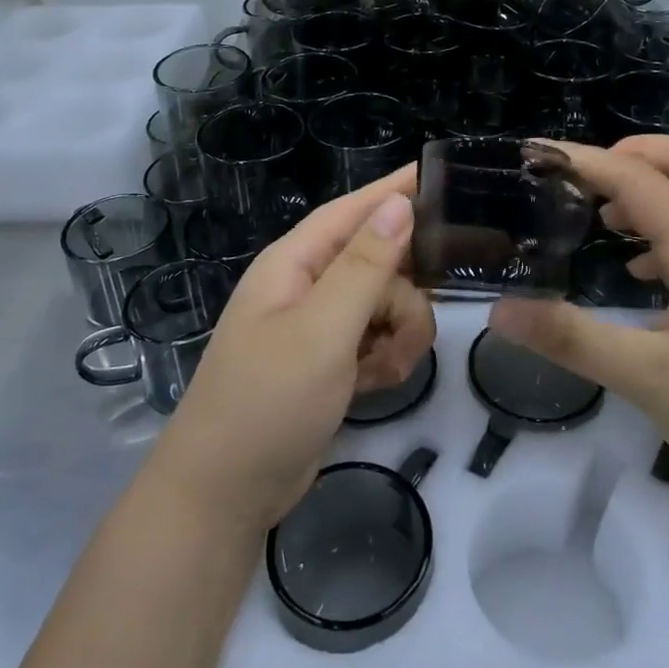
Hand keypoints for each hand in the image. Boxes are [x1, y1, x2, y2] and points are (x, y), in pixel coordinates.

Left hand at [154, 166, 432, 531]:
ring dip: (398, 336)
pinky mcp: (332, 360)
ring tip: (381, 372)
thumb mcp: (322, 330)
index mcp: (295, 262)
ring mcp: (320, 325)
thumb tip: (398, 203)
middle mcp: (308, 285)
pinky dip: (385, 361)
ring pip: (387, 306)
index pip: (353, 210)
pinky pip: (378, 340)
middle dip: (402, 297)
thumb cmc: (268, 401)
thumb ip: (365, 266)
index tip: (441, 174)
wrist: (227, 493)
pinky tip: (373, 386)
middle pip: (381, 263)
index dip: (394, 191)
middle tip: (408, 331)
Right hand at [489, 136, 668, 503]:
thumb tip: (500, 310)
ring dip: (648, 191)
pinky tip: (632, 272)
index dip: (587, 160)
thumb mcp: (645, 377)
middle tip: (589, 178)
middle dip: (639, 153)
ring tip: (599, 219)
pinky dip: (657, 234)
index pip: (641, 181)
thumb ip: (571, 339)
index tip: (537, 155)